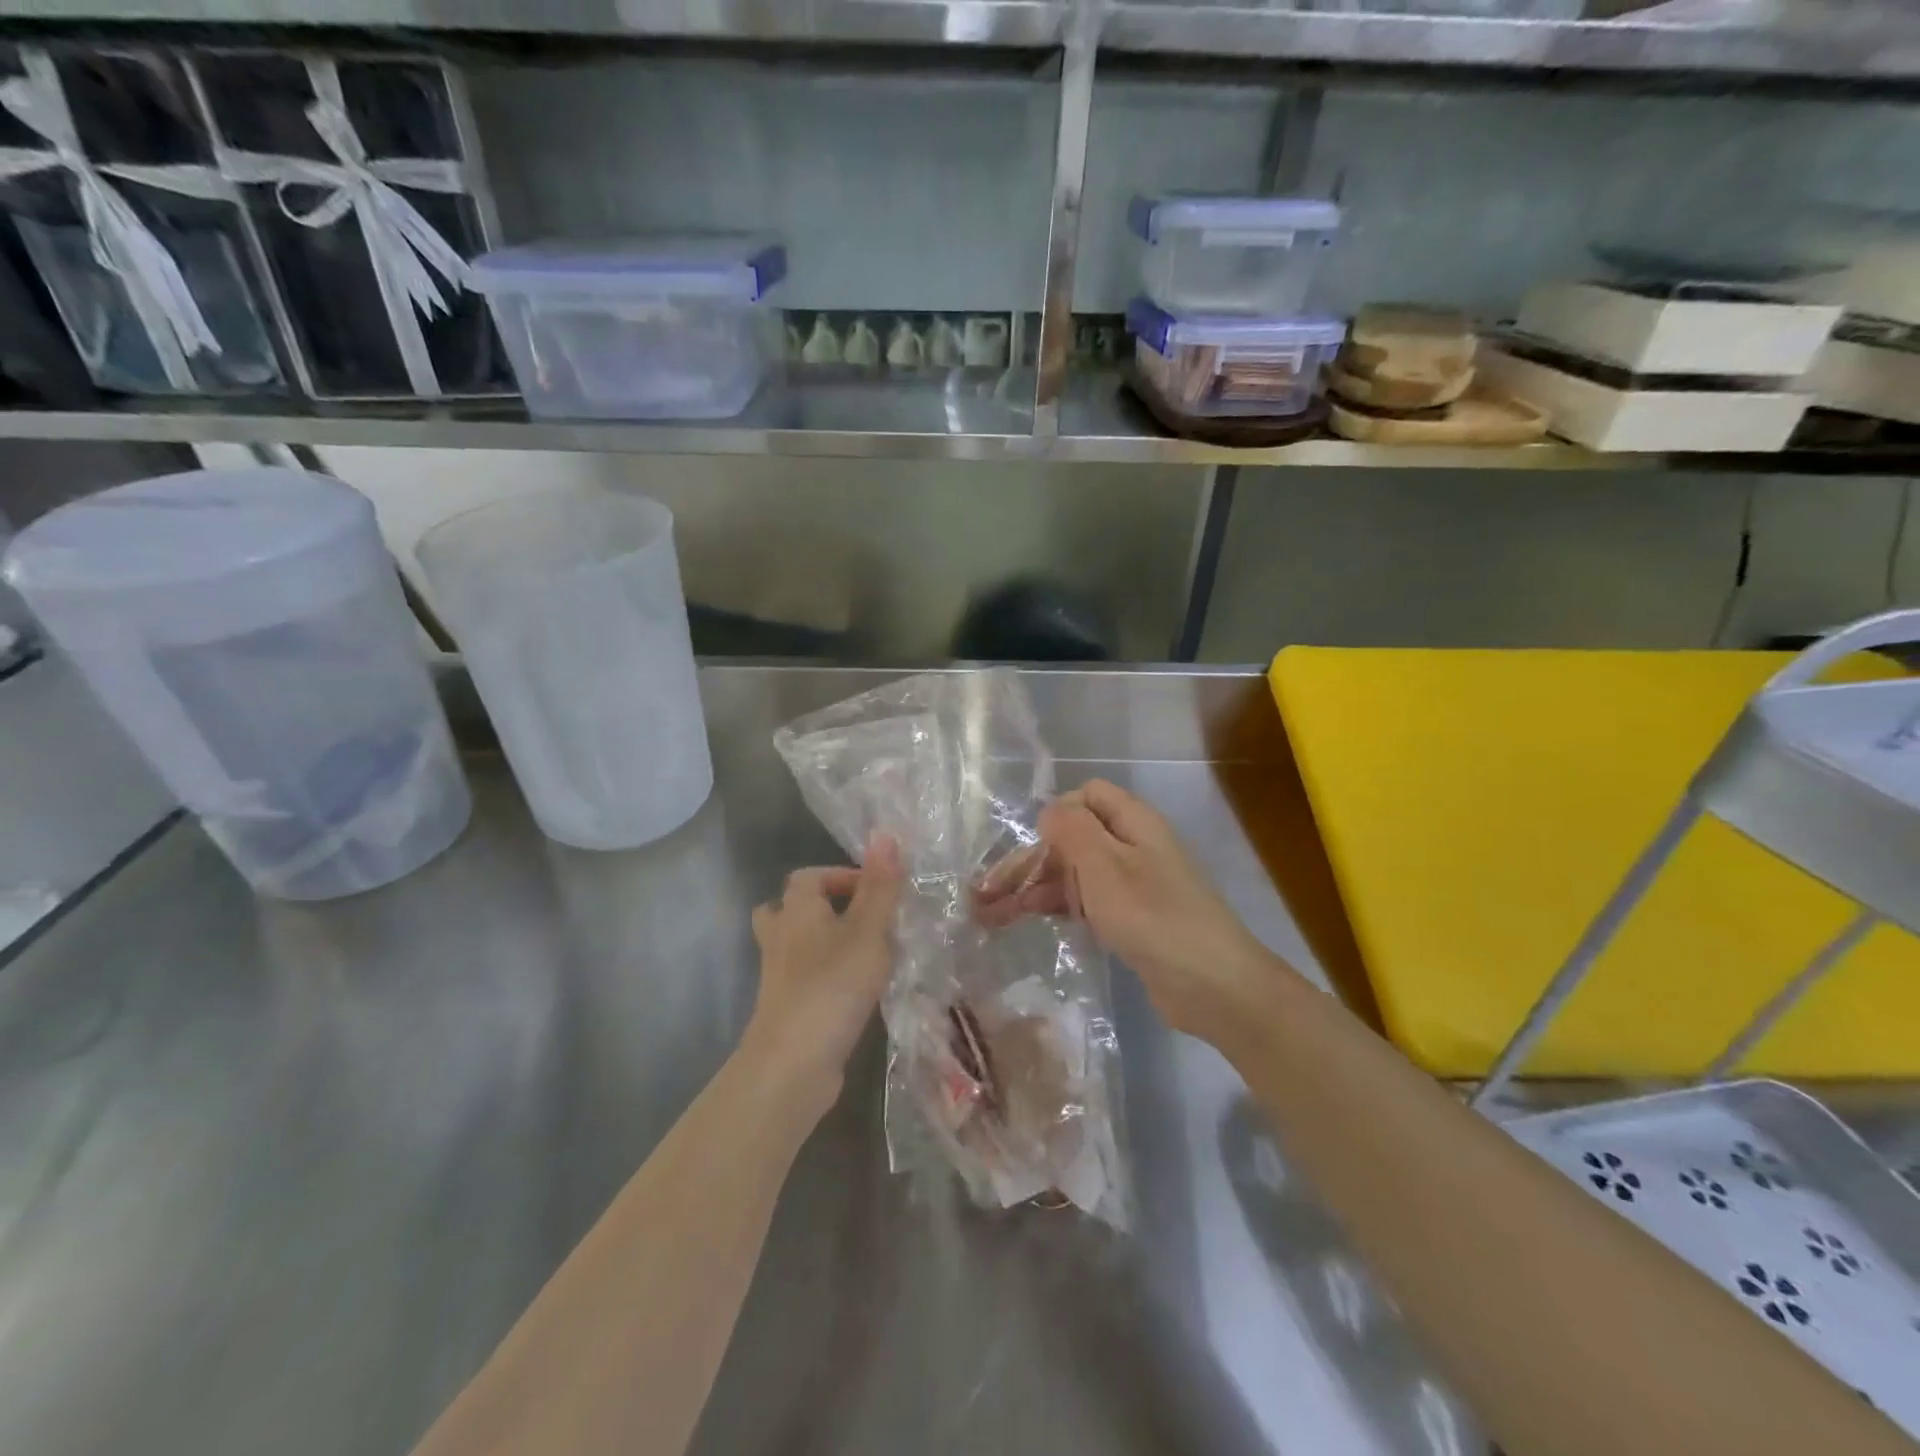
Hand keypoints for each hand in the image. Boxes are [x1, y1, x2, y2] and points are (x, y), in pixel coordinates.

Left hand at [743, 833, 903, 1116]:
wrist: (791, 1064)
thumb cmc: (832, 986)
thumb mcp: (868, 931)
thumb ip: (880, 887)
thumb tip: (884, 834)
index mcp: (797, 910)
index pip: (811, 875)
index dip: (843, 876)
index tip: (878, 892)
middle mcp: (780, 936)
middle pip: (789, 908)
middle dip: (823, 907)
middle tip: (860, 919)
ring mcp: (778, 975)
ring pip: (794, 944)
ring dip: (821, 942)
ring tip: (860, 951)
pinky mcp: (786, 1008)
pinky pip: (802, 977)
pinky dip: (823, 975)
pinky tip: (855, 989)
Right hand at [974, 780, 1291, 1050]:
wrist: (1213, 986)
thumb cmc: (1153, 916)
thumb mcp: (1105, 865)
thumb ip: (1072, 830)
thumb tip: (1050, 811)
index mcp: (1132, 823)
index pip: (1086, 796)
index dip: (1056, 815)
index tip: (1033, 848)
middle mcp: (1132, 847)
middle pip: (1072, 839)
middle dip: (1028, 862)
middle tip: (981, 893)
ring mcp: (1132, 885)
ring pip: (1073, 875)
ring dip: (1031, 889)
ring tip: (985, 916)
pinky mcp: (1130, 920)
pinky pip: (1085, 903)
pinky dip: (1054, 909)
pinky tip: (1022, 923)